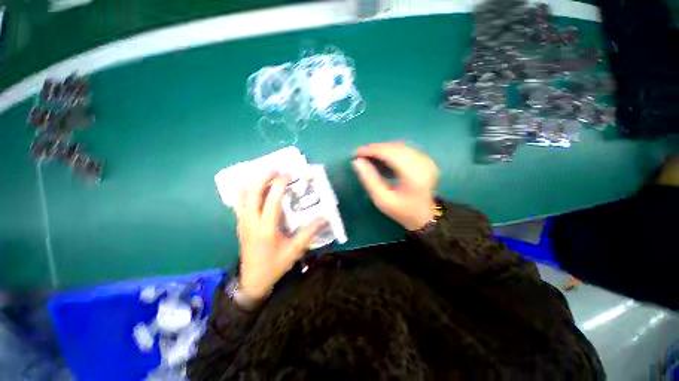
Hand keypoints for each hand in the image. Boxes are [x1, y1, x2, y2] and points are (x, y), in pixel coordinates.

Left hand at [235, 173, 324, 301]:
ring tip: (265, 175)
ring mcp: (243, 221)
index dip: (279, 184)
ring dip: (253, 181)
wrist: (252, 280)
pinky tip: (255, 188)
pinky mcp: (240, 223)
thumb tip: (323, 217)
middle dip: (262, 177)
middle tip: (275, 169)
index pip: (271, 199)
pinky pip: (239, 202)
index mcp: (266, 227)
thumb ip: (309, 232)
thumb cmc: (275, 264)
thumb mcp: (295, 250)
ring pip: (242, 195)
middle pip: (252, 192)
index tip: (287, 174)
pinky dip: (246, 190)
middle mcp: (251, 221)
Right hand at [353, 142, 438, 230]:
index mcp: (413, 175)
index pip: (390, 154)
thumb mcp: (382, 200)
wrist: (425, 216)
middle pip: (396, 148)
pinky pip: (406, 149)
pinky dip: (392, 150)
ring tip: (369, 154)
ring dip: (383, 148)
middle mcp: (423, 164)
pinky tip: (383, 156)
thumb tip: (357, 162)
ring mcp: (427, 161)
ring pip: (401, 146)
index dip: (372, 151)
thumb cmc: (402, 211)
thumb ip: (369, 180)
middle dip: (376, 148)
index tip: (356, 152)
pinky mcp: (426, 160)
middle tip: (361, 153)